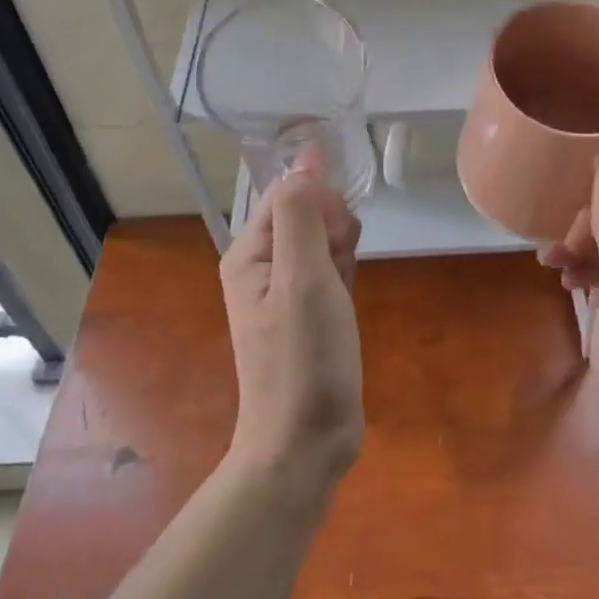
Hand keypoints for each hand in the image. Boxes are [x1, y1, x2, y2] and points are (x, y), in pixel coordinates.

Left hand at [219, 151, 364, 493]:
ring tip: (342, 294)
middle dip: (334, 230)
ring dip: (343, 255)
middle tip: (338, 272)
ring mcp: (286, 290)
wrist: (306, 441)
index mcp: (250, 252)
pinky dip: (345, 277)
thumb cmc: (303, 358)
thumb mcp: (303, 276)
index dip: (320, 201)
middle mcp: (263, 265)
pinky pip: (331, 270)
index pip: (288, 192)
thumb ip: (302, 213)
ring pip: (324, 241)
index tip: (340, 234)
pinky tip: (348, 301)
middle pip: (307, 214)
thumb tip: (306, 156)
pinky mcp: (309, 312)